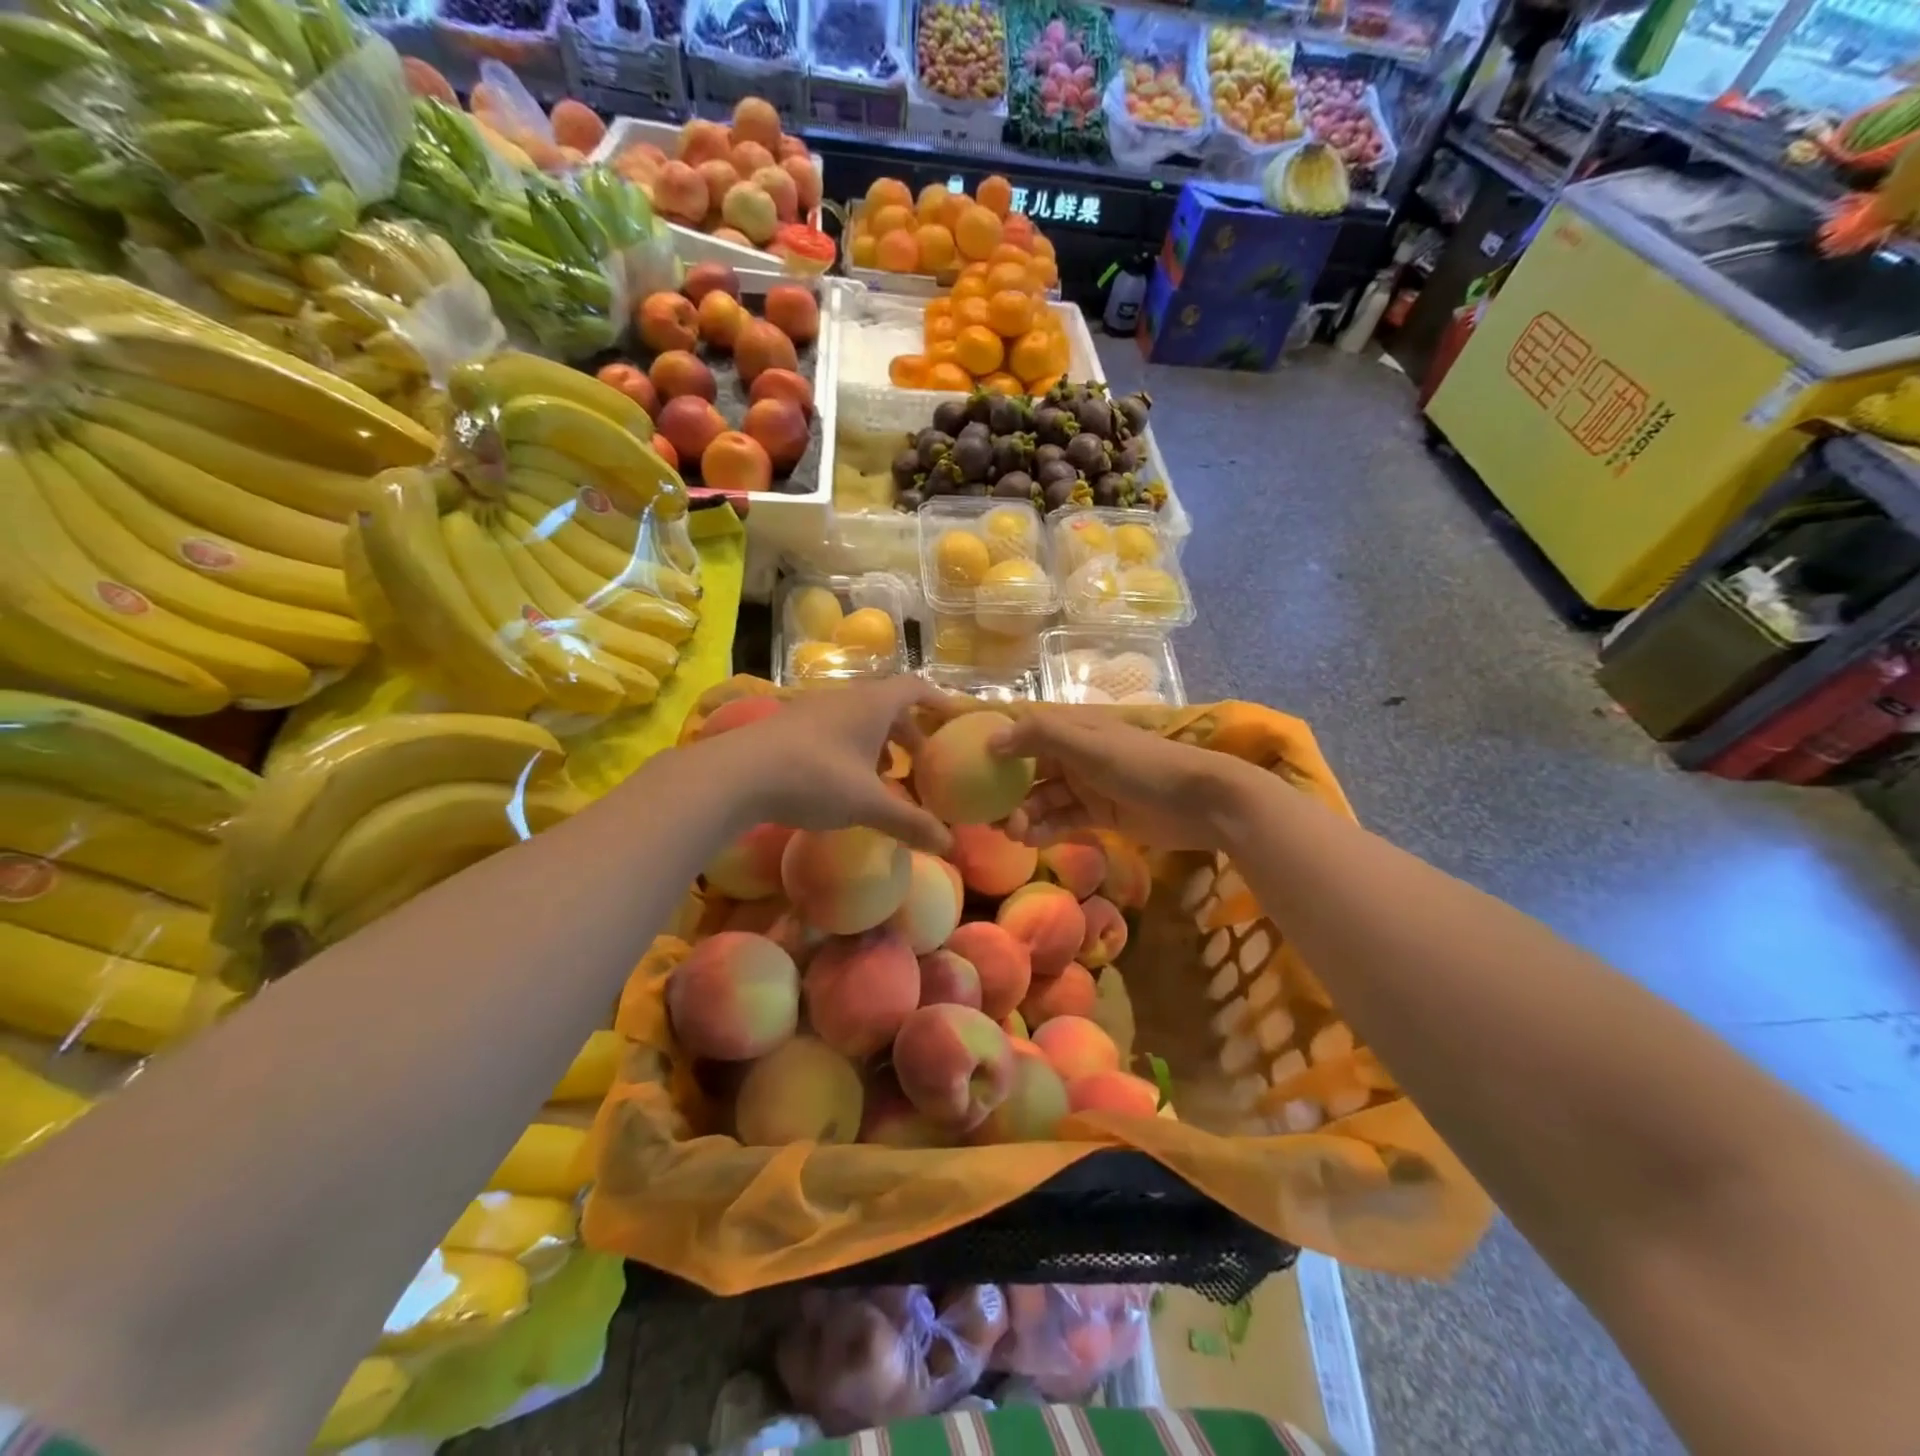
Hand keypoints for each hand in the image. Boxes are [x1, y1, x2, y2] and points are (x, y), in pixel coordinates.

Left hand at [699, 680, 952, 852]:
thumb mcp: (868, 804)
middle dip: (907, 733)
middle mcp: (845, 698)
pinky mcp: (788, 725)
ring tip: (883, 776)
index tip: (952, 720)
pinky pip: (833, 729)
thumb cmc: (815, 778)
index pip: (915, 688)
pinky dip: (850, 749)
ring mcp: (813, 709)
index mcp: (872, 704)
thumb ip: (910, 822)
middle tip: (918, 764)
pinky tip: (842, 781)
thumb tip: (949, 843)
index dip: (938, 701)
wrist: (737, 774)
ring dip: (877, 743)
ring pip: (858, 719)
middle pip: (887, 706)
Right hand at [990, 708, 1250, 852]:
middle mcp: (1074, 754)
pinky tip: (1030, 841)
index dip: (994, 745)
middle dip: (1005, 790)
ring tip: (1010, 832)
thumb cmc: (1143, 765)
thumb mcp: (1089, 745)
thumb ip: (1040, 736)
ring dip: (1024, 814)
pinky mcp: (1099, 815)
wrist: (1201, 802)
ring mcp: (1086, 786)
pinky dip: (1045, 829)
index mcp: (1071, 729)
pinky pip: (1062, 820)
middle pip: (1028, 770)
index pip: (1022, 731)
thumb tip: (990, 741)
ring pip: (1043, 799)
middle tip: (984, 814)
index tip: (963, 765)